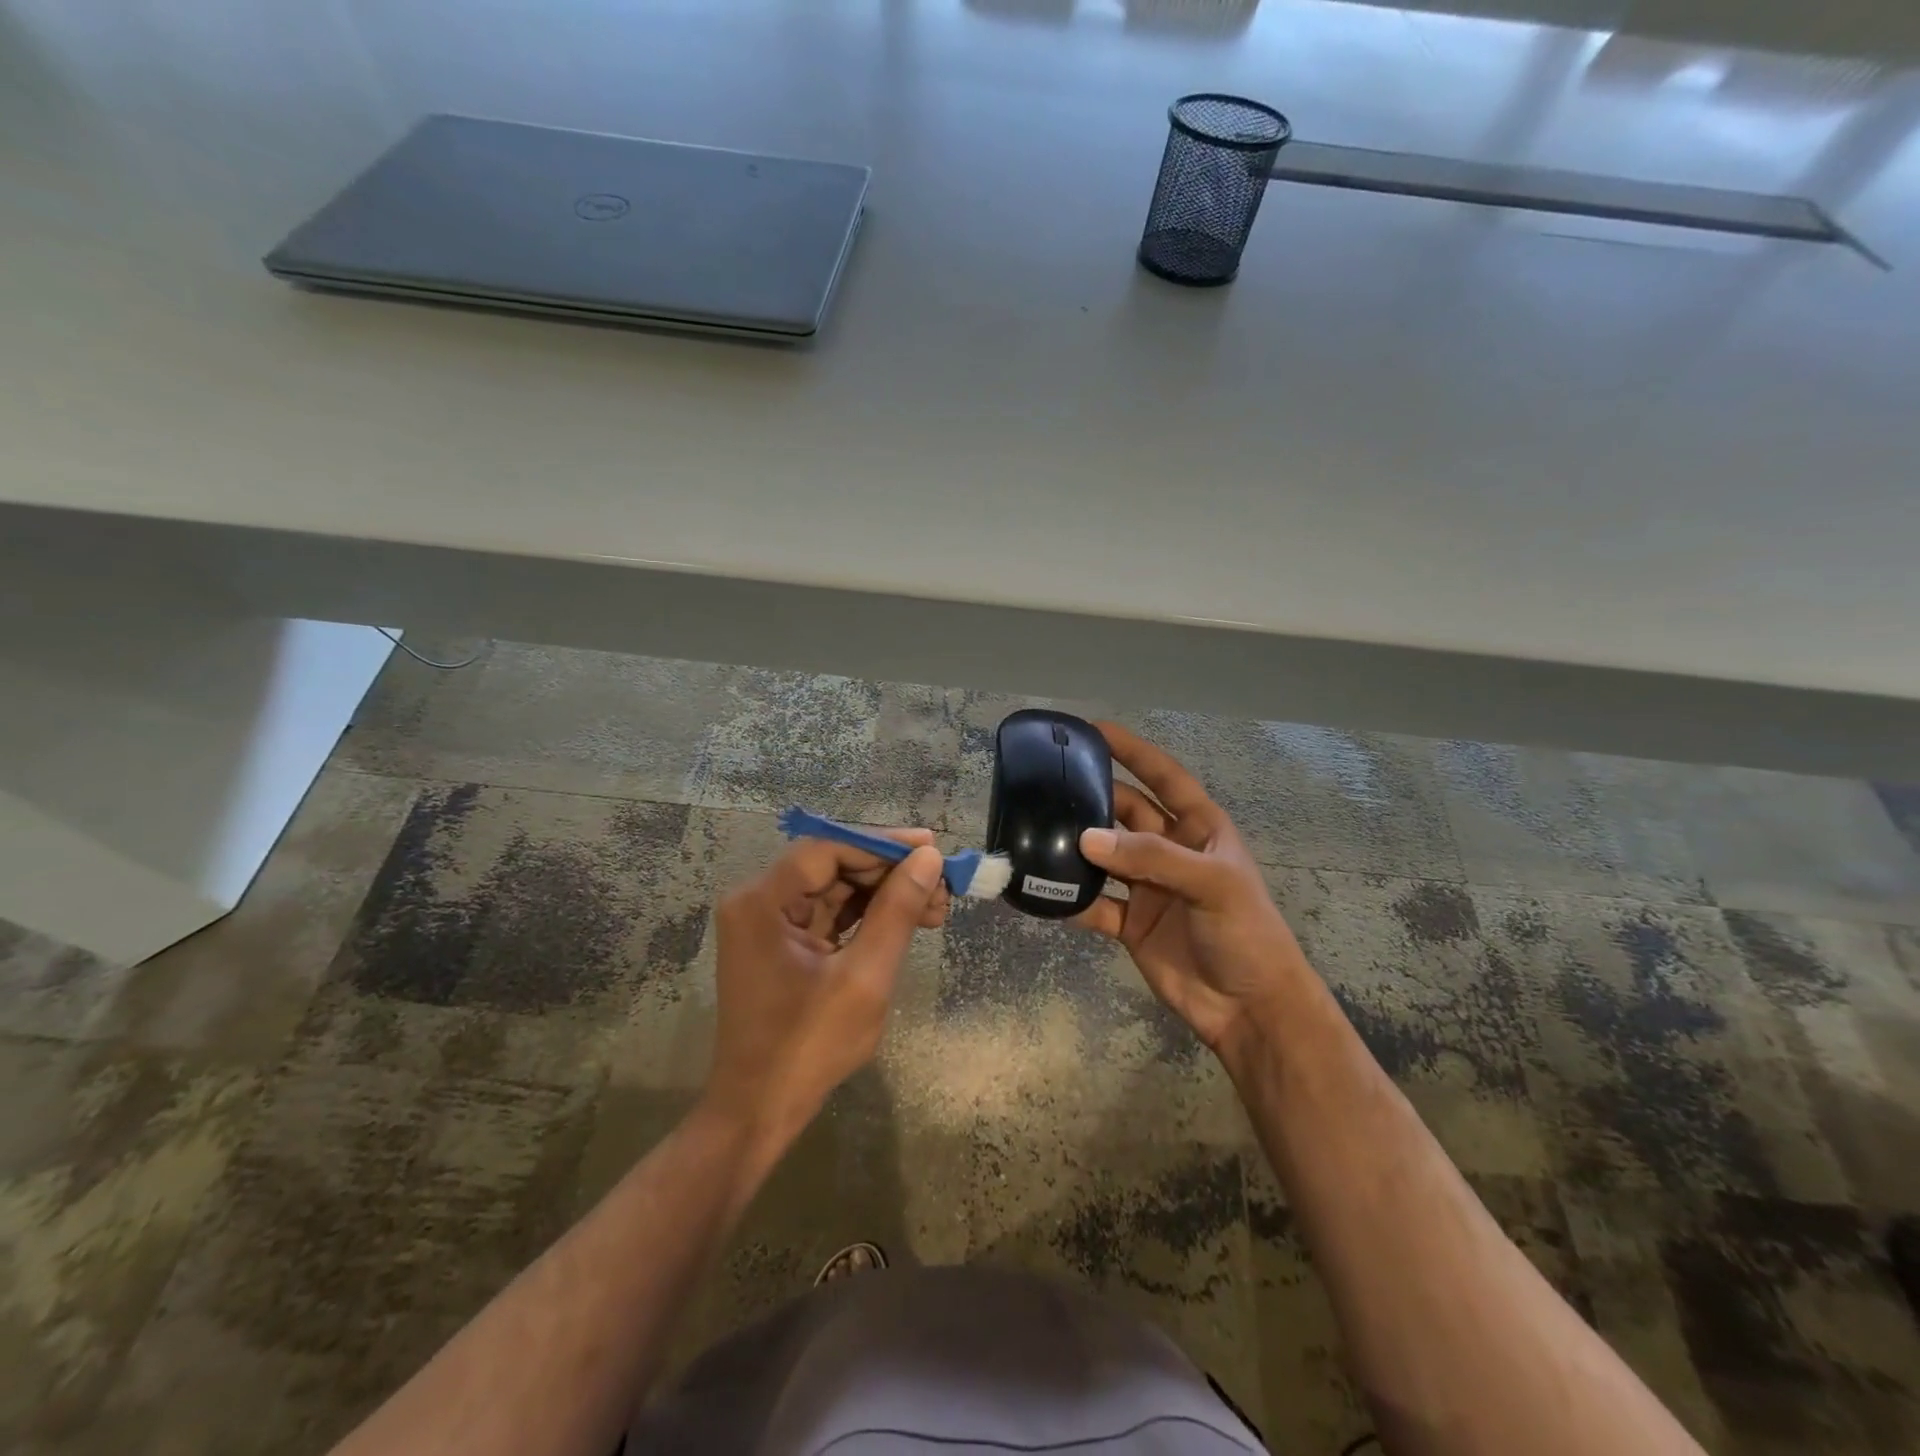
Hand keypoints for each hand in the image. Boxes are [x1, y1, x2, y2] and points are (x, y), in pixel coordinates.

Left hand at [705, 833, 948, 1156]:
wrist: (759, 1112)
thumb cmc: (808, 1047)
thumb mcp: (864, 977)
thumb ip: (897, 912)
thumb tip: (929, 860)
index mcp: (762, 901)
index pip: (828, 849)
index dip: (882, 844)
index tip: (931, 849)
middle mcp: (758, 902)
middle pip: (832, 866)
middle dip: (889, 874)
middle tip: (942, 886)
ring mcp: (767, 924)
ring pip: (836, 889)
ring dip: (884, 895)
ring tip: (936, 907)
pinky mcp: (782, 945)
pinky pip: (829, 915)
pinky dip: (867, 917)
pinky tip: (908, 921)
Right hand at [1074, 722, 1313, 1054]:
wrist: (1250, 1010)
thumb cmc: (1246, 933)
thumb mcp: (1211, 884)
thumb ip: (1151, 857)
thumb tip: (1086, 838)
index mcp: (1200, 829)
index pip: (1164, 777)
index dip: (1133, 751)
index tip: (1094, 731)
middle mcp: (1170, 851)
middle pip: (1125, 813)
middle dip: (1093, 798)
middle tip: (1050, 786)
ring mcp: (1148, 887)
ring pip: (1104, 857)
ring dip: (1076, 848)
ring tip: (1036, 832)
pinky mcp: (1130, 923)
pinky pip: (1094, 904)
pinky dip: (1071, 899)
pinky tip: (1042, 891)